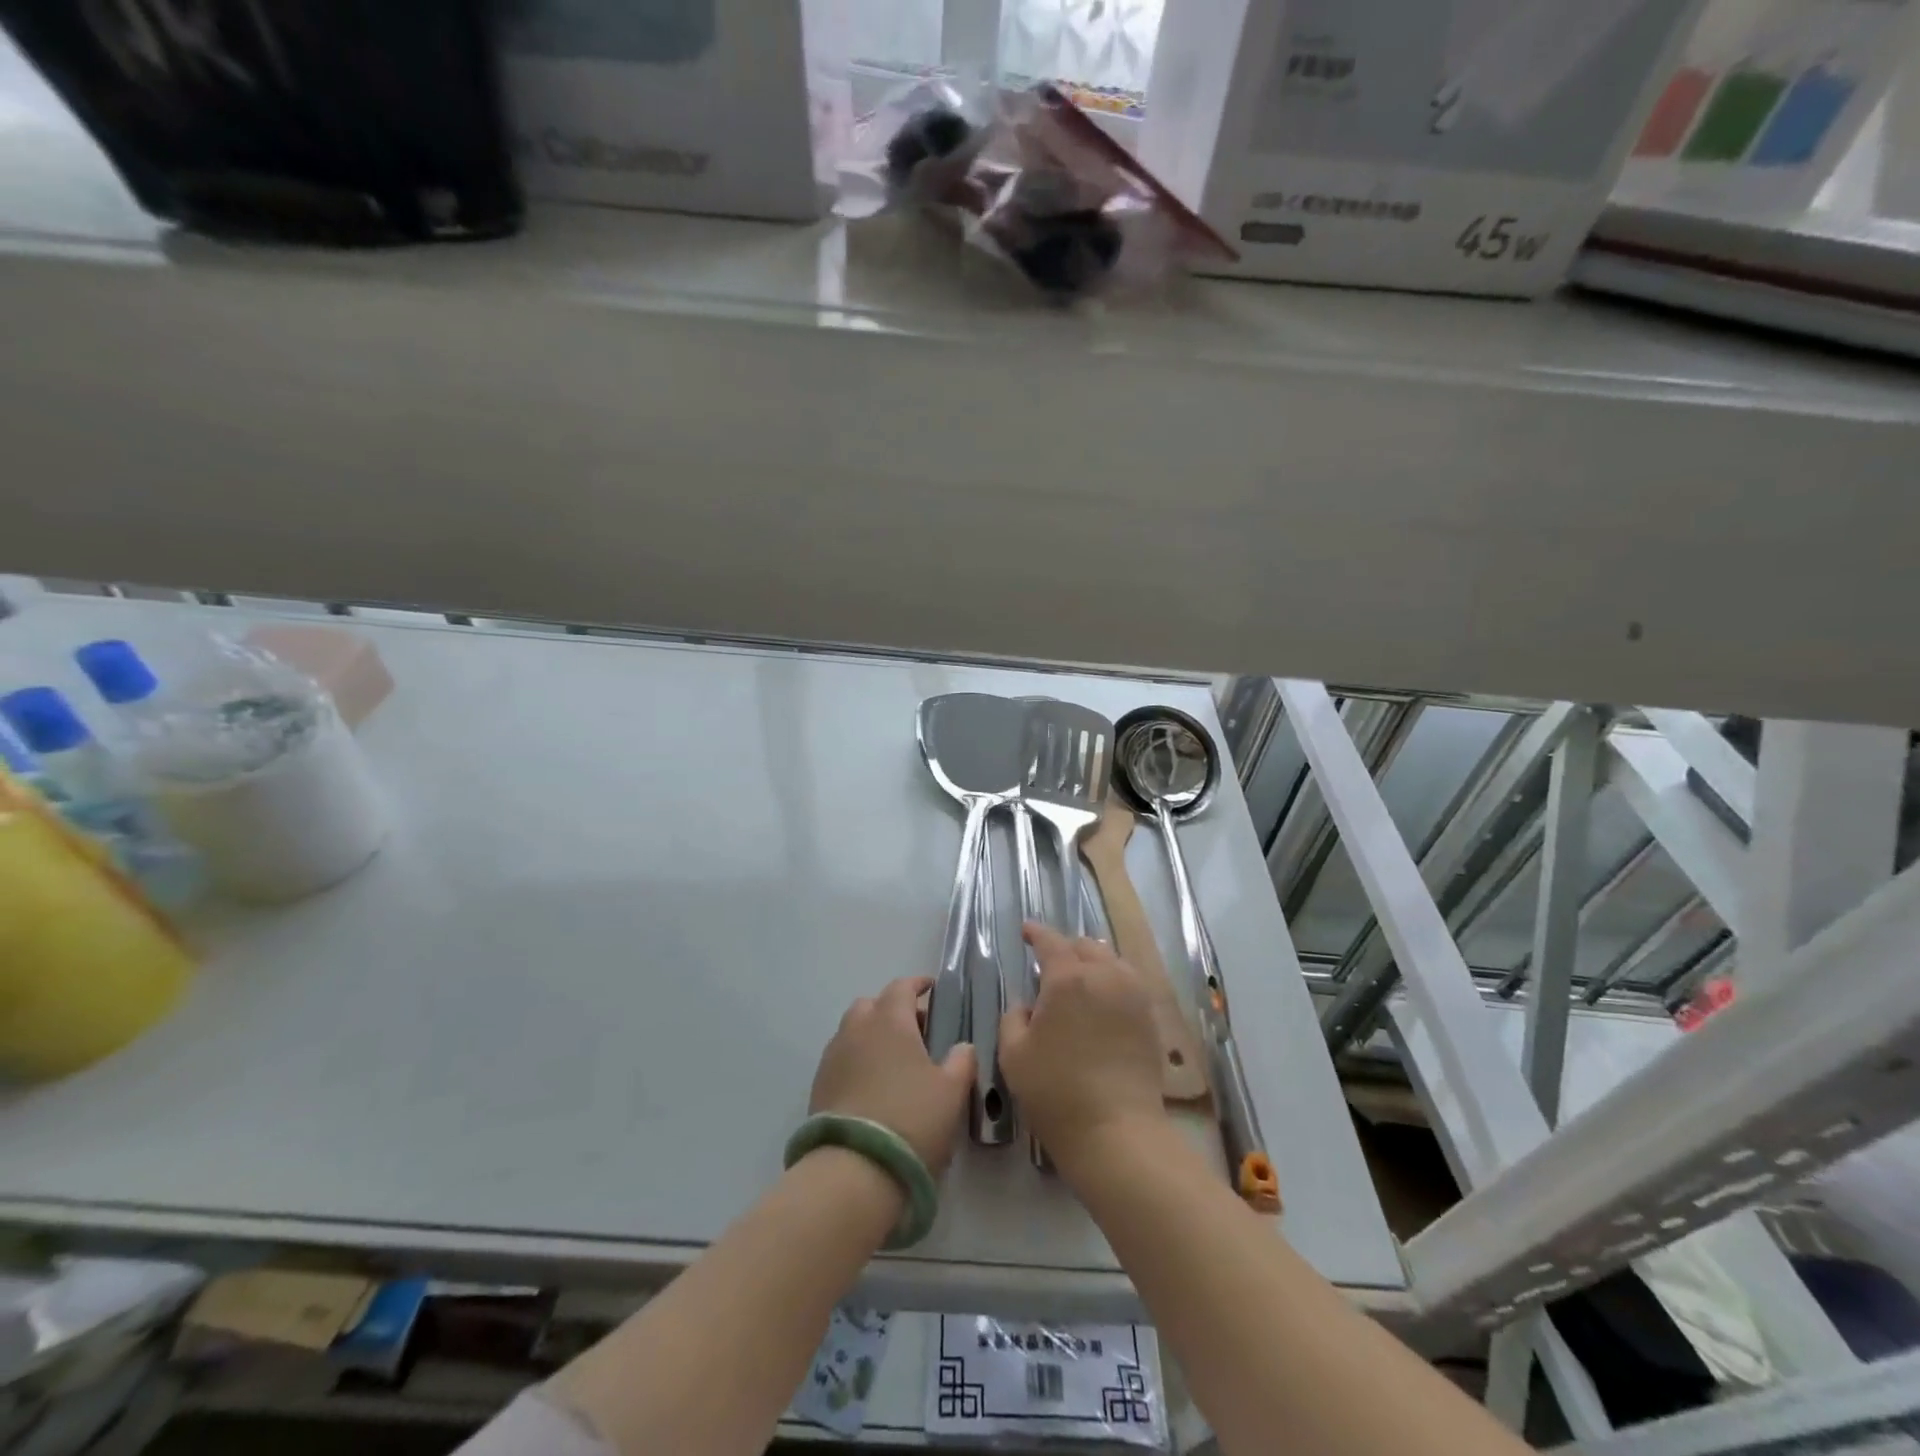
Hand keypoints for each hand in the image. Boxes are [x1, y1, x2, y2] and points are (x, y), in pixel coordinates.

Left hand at [810, 977, 975, 1176]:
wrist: (854, 1169)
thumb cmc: (911, 1119)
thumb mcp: (952, 1091)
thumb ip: (961, 1061)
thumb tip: (962, 1047)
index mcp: (889, 1019)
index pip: (902, 987)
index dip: (918, 985)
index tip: (931, 989)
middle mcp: (856, 1028)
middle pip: (872, 1005)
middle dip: (892, 1010)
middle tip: (916, 1031)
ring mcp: (833, 1056)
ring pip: (853, 1031)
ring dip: (873, 1036)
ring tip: (895, 1062)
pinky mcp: (818, 1086)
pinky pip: (842, 1058)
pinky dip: (858, 1061)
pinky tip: (874, 1087)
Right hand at [999, 924, 1167, 1170]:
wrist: (1116, 1131)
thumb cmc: (1056, 1092)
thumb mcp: (1013, 1055)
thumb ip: (1014, 1018)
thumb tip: (1028, 1006)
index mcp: (1067, 978)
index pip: (1051, 942)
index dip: (1036, 933)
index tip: (1026, 931)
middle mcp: (1104, 976)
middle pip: (1085, 946)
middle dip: (1065, 948)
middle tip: (1050, 965)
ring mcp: (1133, 995)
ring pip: (1111, 960)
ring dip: (1092, 962)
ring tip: (1079, 980)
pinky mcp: (1150, 1017)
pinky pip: (1129, 982)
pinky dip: (1112, 980)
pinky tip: (1103, 1000)